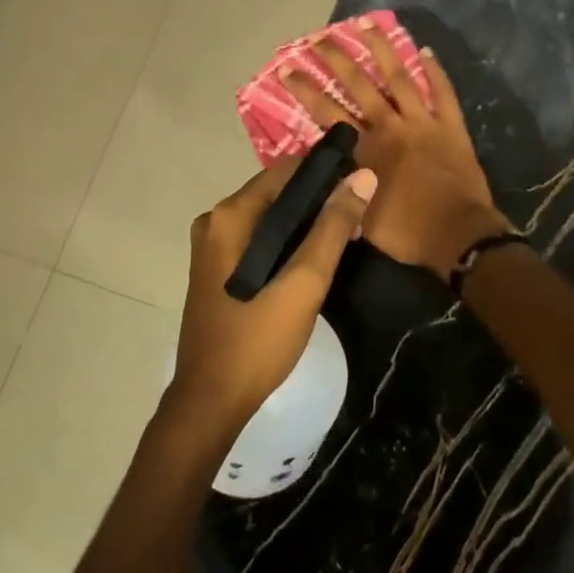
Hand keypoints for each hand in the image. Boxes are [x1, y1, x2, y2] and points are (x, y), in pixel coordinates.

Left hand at [169, 158, 376, 430]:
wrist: (210, 402)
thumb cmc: (257, 340)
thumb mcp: (304, 282)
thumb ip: (333, 228)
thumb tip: (363, 176)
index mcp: (230, 216)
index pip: (285, 171)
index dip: (325, 171)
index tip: (362, 179)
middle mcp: (215, 221)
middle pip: (276, 193)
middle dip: (319, 199)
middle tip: (360, 213)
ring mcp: (213, 247)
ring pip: (270, 218)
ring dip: (307, 221)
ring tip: (349, 233)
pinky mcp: (217, 270)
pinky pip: (259, 240)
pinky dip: (288, 241)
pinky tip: (316, 256)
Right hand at [281, 21, 511, 277]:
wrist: (459, 237)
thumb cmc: (408, 233)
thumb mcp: (361, 218)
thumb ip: (342, 190)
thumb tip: (325, 175)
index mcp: (366, 150)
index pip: (328, 113)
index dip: (306, 90)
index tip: (288, 70)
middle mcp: (391, 127)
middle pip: (359, 86)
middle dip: (336, 60)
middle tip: (319, 38)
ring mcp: (423, 123)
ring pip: (399, 77)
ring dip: (382, 49)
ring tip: (365, 23)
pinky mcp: (451, 127)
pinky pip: (443, 93)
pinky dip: (435, 71)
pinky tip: (425, 50)